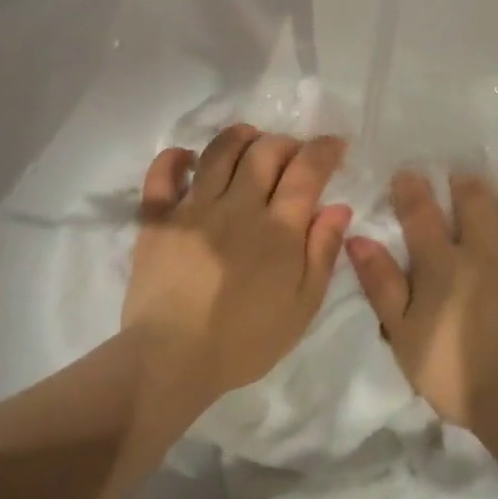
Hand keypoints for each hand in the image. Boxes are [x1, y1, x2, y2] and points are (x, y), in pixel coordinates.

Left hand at [123, 125, 351, 400]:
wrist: (171, 360)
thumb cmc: (245, 340)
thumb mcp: (302, 307)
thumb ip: (322, 253)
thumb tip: (339, 207)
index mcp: (277, 229)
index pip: (306, 171)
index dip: (324, 150)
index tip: (334, 145)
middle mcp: (237, 206)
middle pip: (265, 152)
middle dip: (286, 143)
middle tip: (293, 154)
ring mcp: (194, 208)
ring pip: (219, 152)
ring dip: (240, 137)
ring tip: (250, 141)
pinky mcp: (158, 218)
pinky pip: (162, 174)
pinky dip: (175, 158)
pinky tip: (188, 158)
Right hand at [346, 170, 497, 435]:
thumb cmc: (456, 375)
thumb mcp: (403, 337)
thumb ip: (382, 285)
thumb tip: (358, 238)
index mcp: (444, 264)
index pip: (421, 214)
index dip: (412, 190)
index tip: (408, 174)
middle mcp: (488, 250)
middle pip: (477, 201)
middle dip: (467, 185)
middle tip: (463, 182)